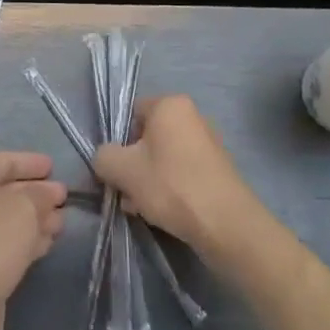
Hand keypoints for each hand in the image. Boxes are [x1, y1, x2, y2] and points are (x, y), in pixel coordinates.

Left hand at [0, 151, 65, 329]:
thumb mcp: (25, 206)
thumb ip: (41, 194)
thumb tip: (51, 191)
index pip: (3, 161)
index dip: (29, 161)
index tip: (53, 167)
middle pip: (8, 191)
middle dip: (37, 192)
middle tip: (65, 196)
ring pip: (12, 220)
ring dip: (38, 218)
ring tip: (63, 221)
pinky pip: (11, 243)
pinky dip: (31, 239)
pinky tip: (49, 242)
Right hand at [92, 95, 261, 258]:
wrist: (226, 225)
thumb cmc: (170, 185)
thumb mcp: (121, 169)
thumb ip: (103, 156)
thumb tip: (106, 159)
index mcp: (170, 105)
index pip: (131, 114)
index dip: (118, 140)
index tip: (116, 167)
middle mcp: (192, 116)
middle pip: (147, 138)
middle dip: (133, 165)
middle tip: (125, 192)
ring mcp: (208, 143)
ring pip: (163, 158)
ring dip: (147, 180)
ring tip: (140, 208)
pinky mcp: (217, 170)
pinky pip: (182, 172)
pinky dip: (169, 188)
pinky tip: (162, 213)